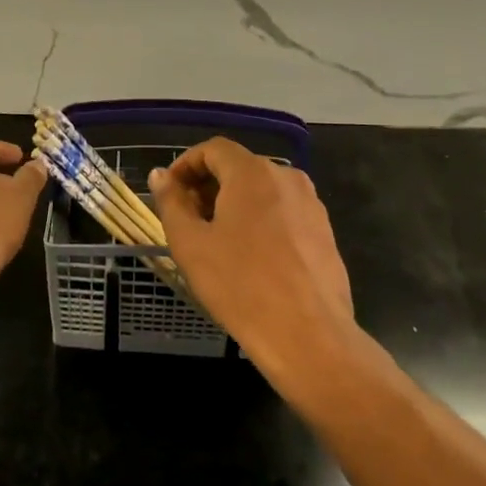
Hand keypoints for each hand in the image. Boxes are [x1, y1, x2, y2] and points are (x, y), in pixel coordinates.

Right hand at [148, 138, 355, 380]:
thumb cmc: (240, 285)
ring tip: (216, 241)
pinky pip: (283, 213)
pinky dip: (260, 221)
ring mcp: (311, 205)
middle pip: (238, 167)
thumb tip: (161, 175)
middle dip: (208, 186)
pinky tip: (250, 258)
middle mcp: (286, 177)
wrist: (308, 336)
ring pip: (262, 191)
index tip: (169, 193)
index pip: (212, 149)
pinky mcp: (325, 232)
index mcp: (252, 172)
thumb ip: (171, 202)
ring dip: (234, 204)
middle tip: (187, 220)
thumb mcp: (191, 243)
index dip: (185, 165)